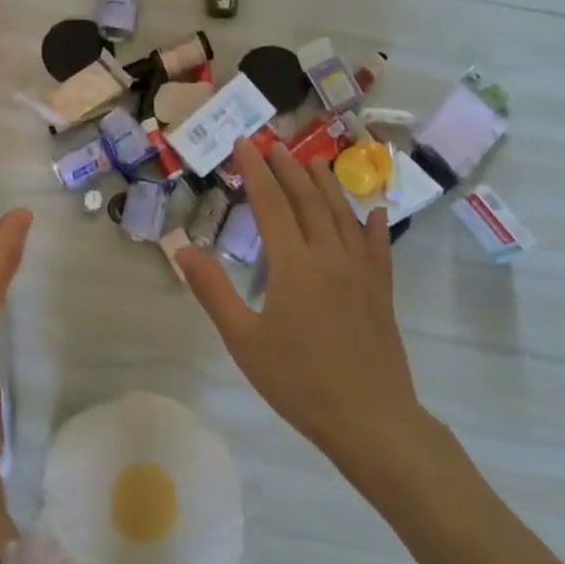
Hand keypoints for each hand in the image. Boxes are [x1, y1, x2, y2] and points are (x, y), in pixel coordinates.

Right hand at [177, 141, 433, 463]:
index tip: (243, 144)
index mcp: (294, 265)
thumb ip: (213, 290)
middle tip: (273, 143)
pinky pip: (378, 247)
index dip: (255, 171)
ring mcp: (362, 272)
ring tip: (313, 162)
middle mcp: (330, 256)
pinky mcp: (382, 291)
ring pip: (343, 215)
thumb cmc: (299, 381)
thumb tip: (182, 248)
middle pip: (308, 200)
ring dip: (326, 185)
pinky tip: (374, 211)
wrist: (370, 419)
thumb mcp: (243, 339)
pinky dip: (374, 224)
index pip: (271, 204)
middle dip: (288, 169)